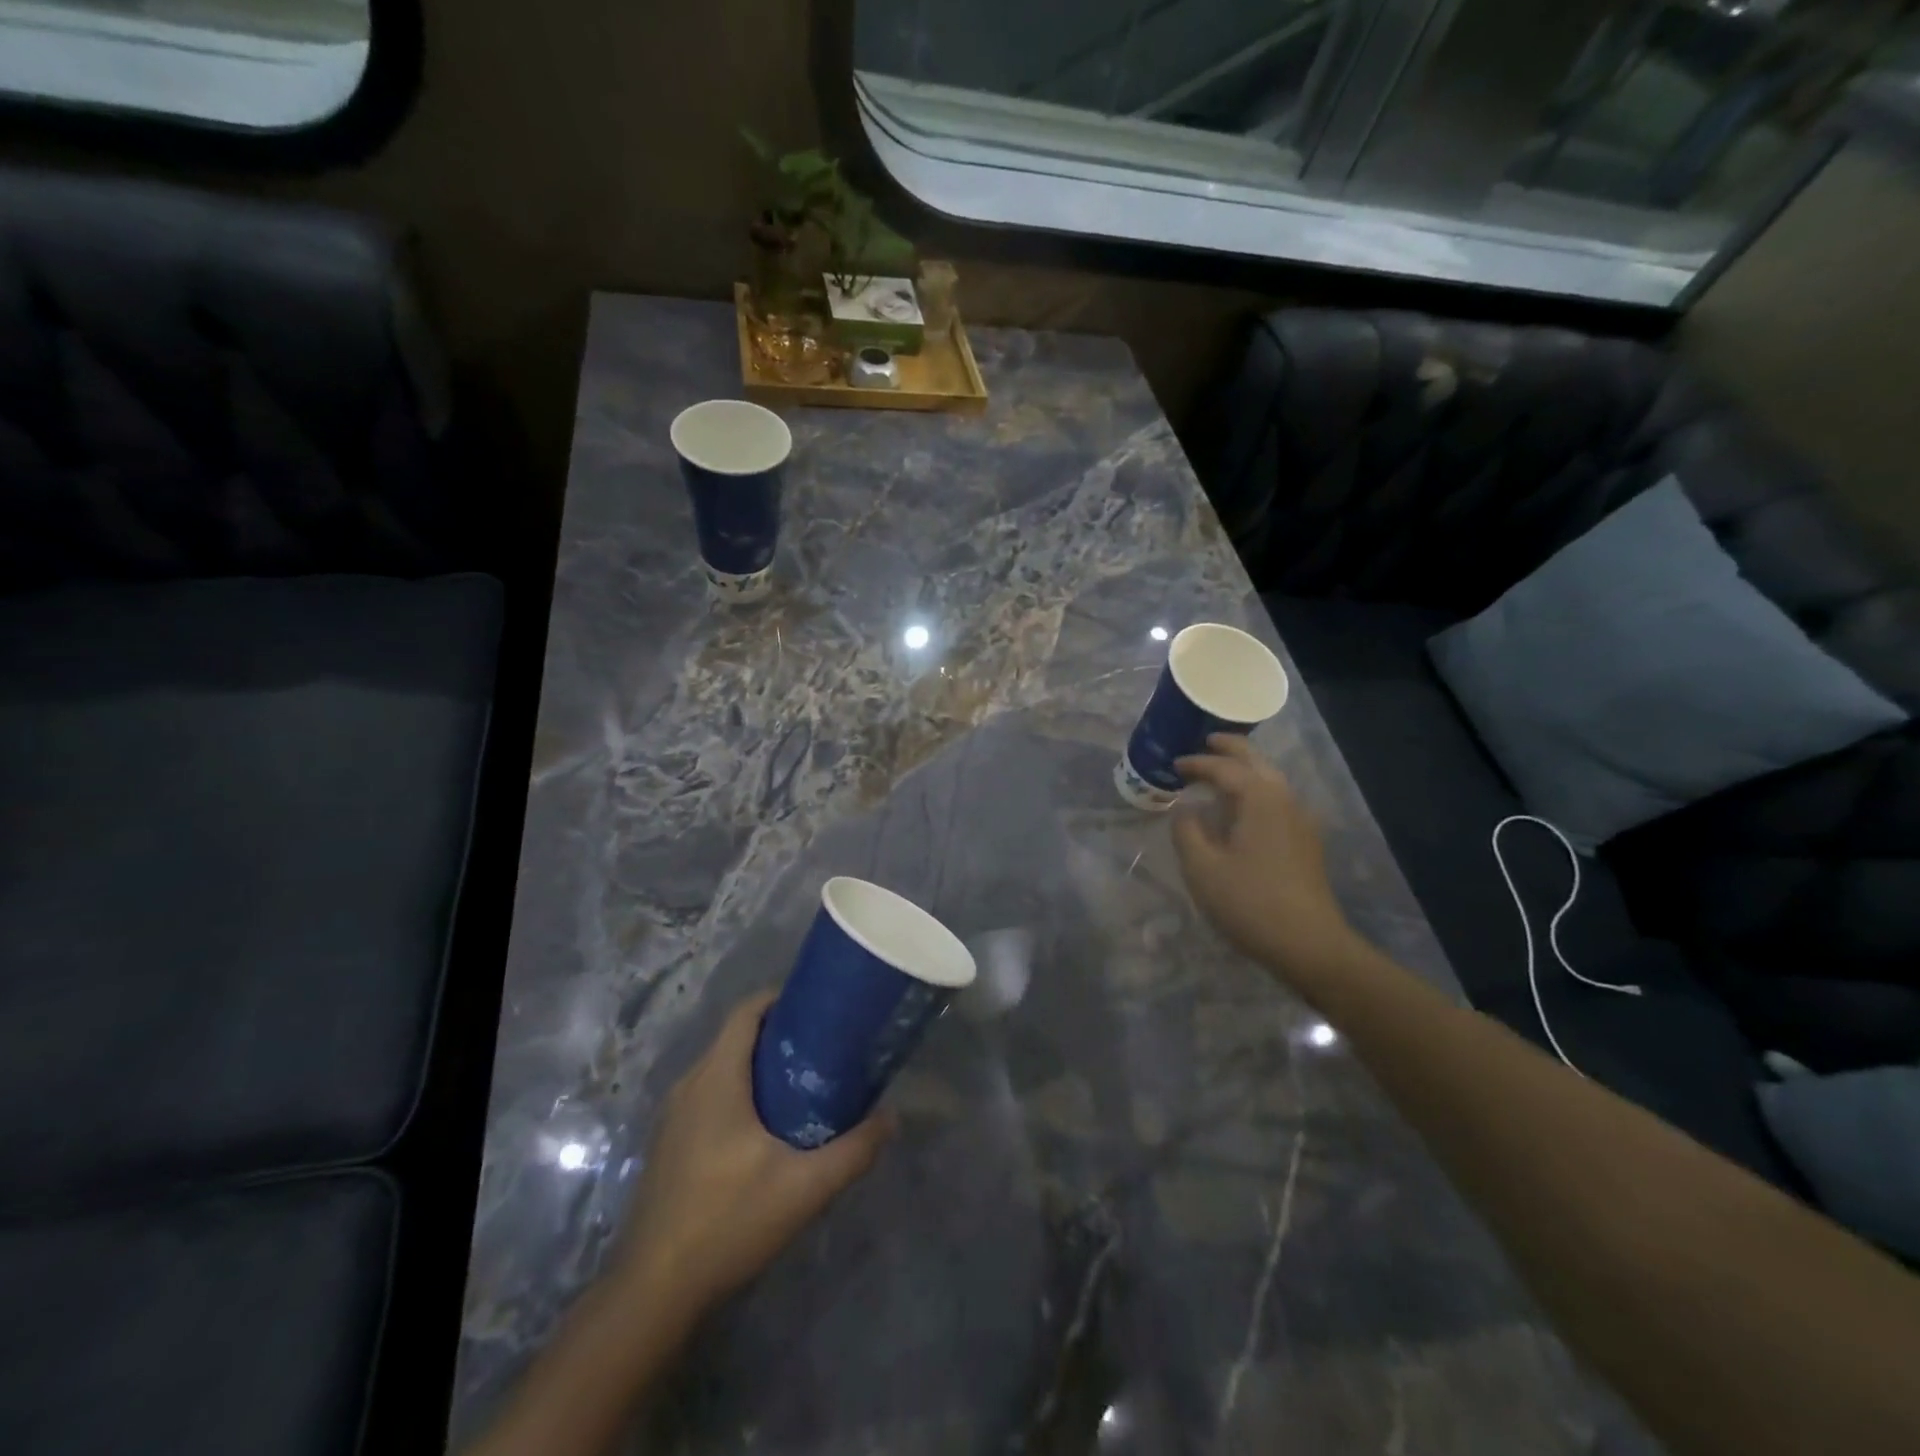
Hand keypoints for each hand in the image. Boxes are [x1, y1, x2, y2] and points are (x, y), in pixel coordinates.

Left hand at [611, 991, 895, 1320]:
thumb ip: (854, 1150)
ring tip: (802, 1083)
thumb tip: (892, 1118)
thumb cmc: (728, 1221)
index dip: (781, 998)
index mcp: (716, 1078)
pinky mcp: (668, 1144)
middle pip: (735, 1037)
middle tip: (823, 1048)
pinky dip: (738, 1092)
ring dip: (758, 1065)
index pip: (746, 1012)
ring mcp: (673, 1116)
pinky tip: (765, 1129)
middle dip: (778, 1034)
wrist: (654, 1291)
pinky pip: (708, 1095)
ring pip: (720, 1068)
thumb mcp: (805, 1187)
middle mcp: (690, 1085)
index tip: (819, 1008)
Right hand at [1172, 735, 1361, 990]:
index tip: (1174, 764)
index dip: (1197, 763)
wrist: (1309, 944)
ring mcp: (1301, 821)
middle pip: (1257, 762)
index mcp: (1260, 798)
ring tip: (1219, 774)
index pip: (1224, 768)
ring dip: (1245, 771)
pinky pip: (1277, 801)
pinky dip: (1255, 792)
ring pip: (1271, 780)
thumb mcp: (1202, 867)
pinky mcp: (1306, 842)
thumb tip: (1186, 811)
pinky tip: (1242, 811)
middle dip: (1230, 750)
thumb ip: (1187, 831)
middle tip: (1206, 743)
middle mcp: (1285, 800)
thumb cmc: (1249, 902)